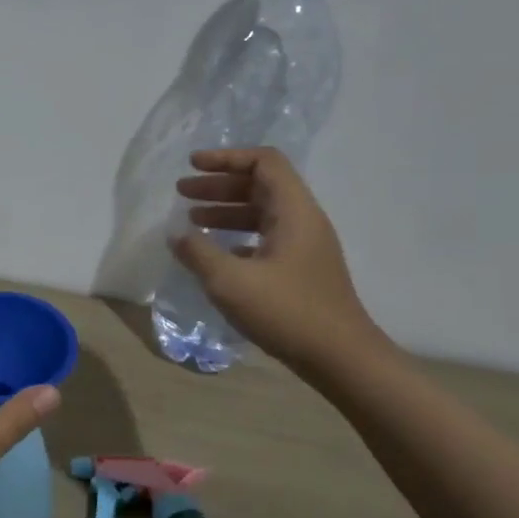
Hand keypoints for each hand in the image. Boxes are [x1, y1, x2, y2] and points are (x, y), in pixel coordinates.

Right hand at [172, 148, 384, 374]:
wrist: (341, 358)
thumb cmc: (287, 312)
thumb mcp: (230, 281)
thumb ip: (198, 253)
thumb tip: (177, 234)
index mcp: (293, 212)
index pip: (264, 162)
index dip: (226, 158)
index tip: (192, 165)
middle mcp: (303, 221)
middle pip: (260, 185)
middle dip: (219, 185)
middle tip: (182, 192)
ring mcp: (305, 247)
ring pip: (262, 213)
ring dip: (226, 211)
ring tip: (191, 221)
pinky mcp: (301, 270)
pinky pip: (265, 238)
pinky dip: (237, 237)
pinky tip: (216, 253)